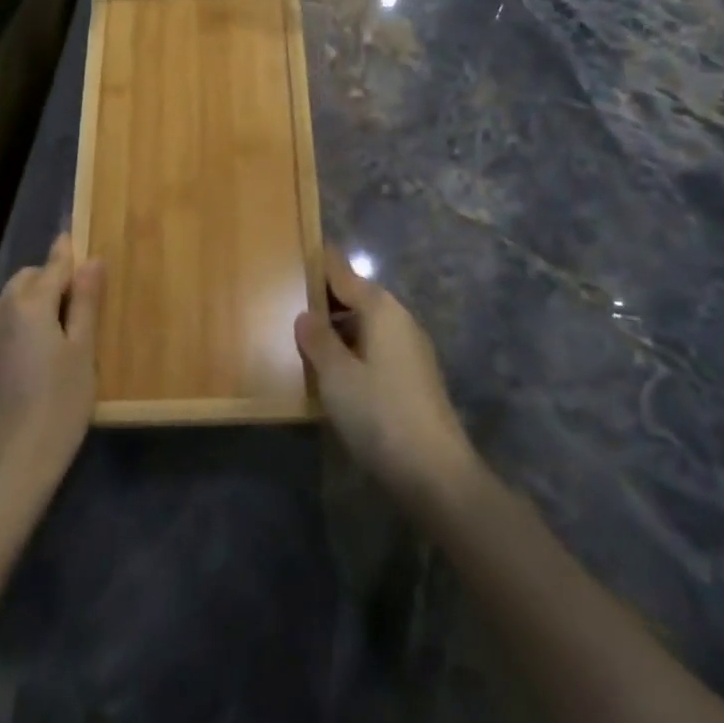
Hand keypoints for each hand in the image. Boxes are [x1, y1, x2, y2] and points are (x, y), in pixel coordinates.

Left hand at [0, 233, 102, 494]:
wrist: (17, 456)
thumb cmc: (61, 400)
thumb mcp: (83, 348)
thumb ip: (86, 301)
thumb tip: (92, 259)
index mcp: (29, 303)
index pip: (54, 265)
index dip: (70, 252)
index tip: (81, 236)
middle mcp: (3, 308)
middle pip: (32, 277)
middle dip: (56, 279)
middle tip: (87, 301)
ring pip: (19, 296)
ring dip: (42, 297)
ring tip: (70, 325)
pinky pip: (11, 316)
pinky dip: (30, 316)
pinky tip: (49, 343)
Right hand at [295, 250, 479, 514]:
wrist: (436, 474)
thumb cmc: (380, 414)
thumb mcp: (336, 375)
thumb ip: (318, 340)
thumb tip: (306, 314)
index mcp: (382, 309)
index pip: (344, 273)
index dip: (321, 262)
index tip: (297, 248)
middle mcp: (400, 321)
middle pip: (357, 297)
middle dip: (326, 297)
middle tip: (288, 297)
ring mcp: (410, 350)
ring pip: (366, 325)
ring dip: (338, 327)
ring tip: (303, 335)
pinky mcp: (413, 378)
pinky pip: (375, 348)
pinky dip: (352, 349)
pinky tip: (332, 369)